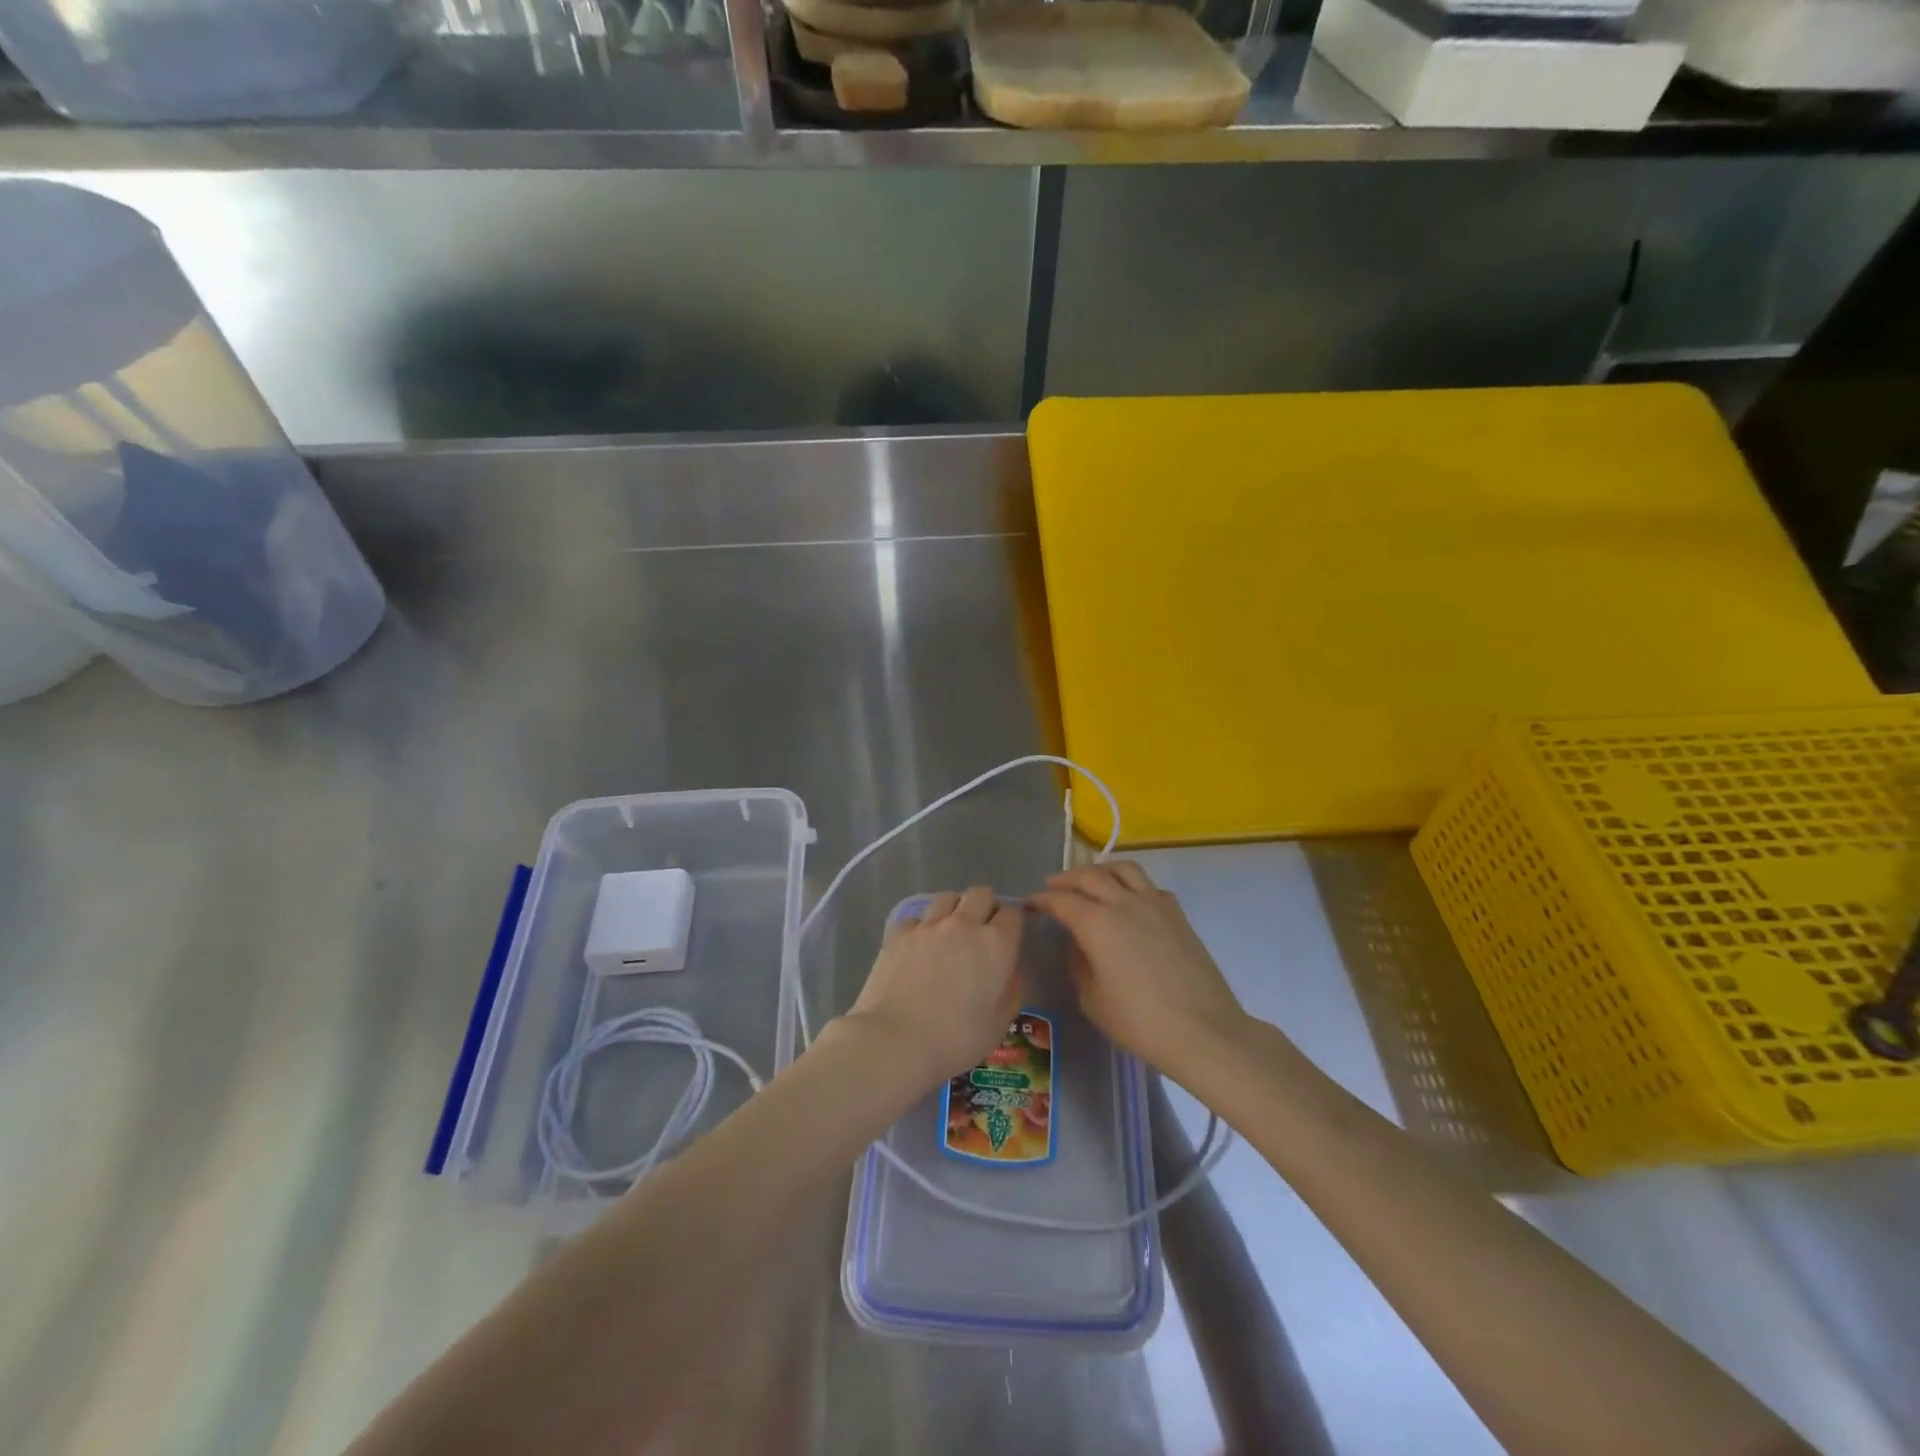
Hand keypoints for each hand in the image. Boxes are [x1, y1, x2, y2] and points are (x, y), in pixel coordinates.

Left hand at [843, 886, 1023, 1085]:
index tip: (1009, 933)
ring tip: (950, 929)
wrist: (895, 1040)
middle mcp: (964, 924)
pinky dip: (922, 926)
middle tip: (981, 927)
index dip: (1013, 919)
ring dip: (954, 908)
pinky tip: (918, 944)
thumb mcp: (998, 1025)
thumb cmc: (955, 1039)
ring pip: (947, 898)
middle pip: (980, 894)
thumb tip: (1009, 974)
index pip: (1013, 912)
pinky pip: (916, 918)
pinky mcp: (899, 933)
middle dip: (985, 905)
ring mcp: (928, 925)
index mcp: (996, 945)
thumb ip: (1010, 992)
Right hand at [1031, 862, 1246, 1077]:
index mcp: (1096, 923)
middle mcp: (1124, 902)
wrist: (1203, 1031)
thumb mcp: (1093, 1000)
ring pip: (1123, 869)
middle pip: (1090, 876)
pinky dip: (1131, 884)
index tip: (1031, 903)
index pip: (1061, 900)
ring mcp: (1155, 904)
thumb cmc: (1140, 1022)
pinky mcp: (1177, 914)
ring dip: (1101, 870)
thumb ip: (1079, 964)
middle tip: (1053, 886)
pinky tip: (1129, 900)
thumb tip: (1080, 945)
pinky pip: (1149, 885)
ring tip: (1091, 881)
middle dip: (1067, 878)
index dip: (1042, 899)